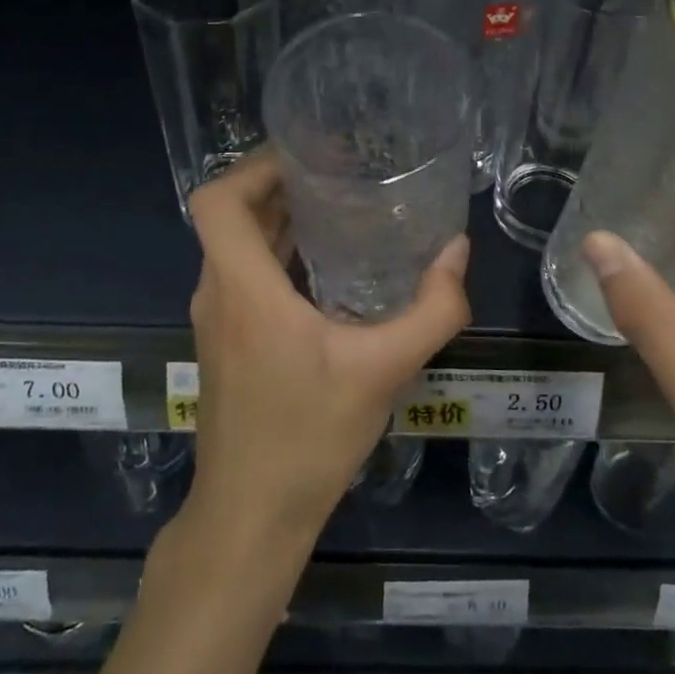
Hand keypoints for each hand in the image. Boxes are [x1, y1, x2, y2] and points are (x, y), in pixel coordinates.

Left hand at [183, 150, 471, 550]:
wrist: (251, 518)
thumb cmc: (308, 438)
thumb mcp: (383, 370)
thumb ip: (432, 310)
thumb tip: (457, 252)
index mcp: (243, 288)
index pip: (217, 200)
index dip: (253, 165)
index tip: (306, 156)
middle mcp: (218, 293)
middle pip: (229, 214)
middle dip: (277, 183)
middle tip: (336, 170)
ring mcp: (217, 319)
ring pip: (235, 244)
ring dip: (277, 217)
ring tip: (337, 204)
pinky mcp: (226, 340)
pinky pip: (243, 273)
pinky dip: (276, 252)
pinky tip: (326, 265)